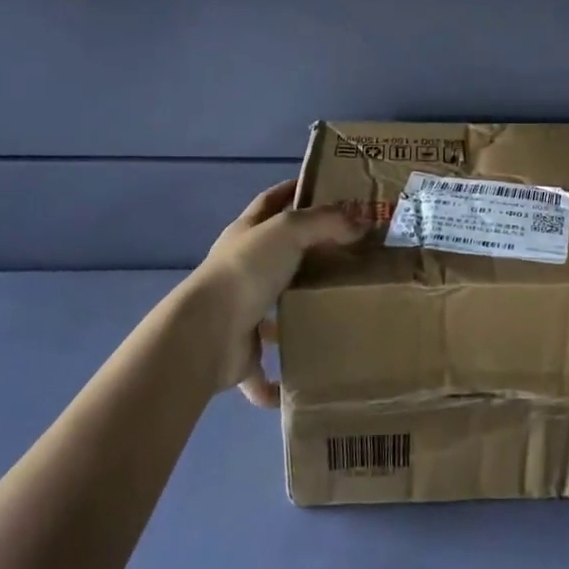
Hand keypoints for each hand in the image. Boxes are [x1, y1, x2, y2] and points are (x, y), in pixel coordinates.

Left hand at [190, 179, 356, 406]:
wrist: (207, 333)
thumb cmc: (246, 270)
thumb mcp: (289, 230)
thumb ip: (326, 222)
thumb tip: (361, 222)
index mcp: (245, 234)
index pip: (270, 202)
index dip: (292, 190)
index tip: (323, 186)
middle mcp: (240, 269)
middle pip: (275, 255)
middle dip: (305, 254)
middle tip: (349, 253)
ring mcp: (238, 312)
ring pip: (271, 310)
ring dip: (294, 313)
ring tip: (336, 311)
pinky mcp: (240, 354)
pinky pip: (263, 371)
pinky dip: (278, 381)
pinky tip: (302, 382)